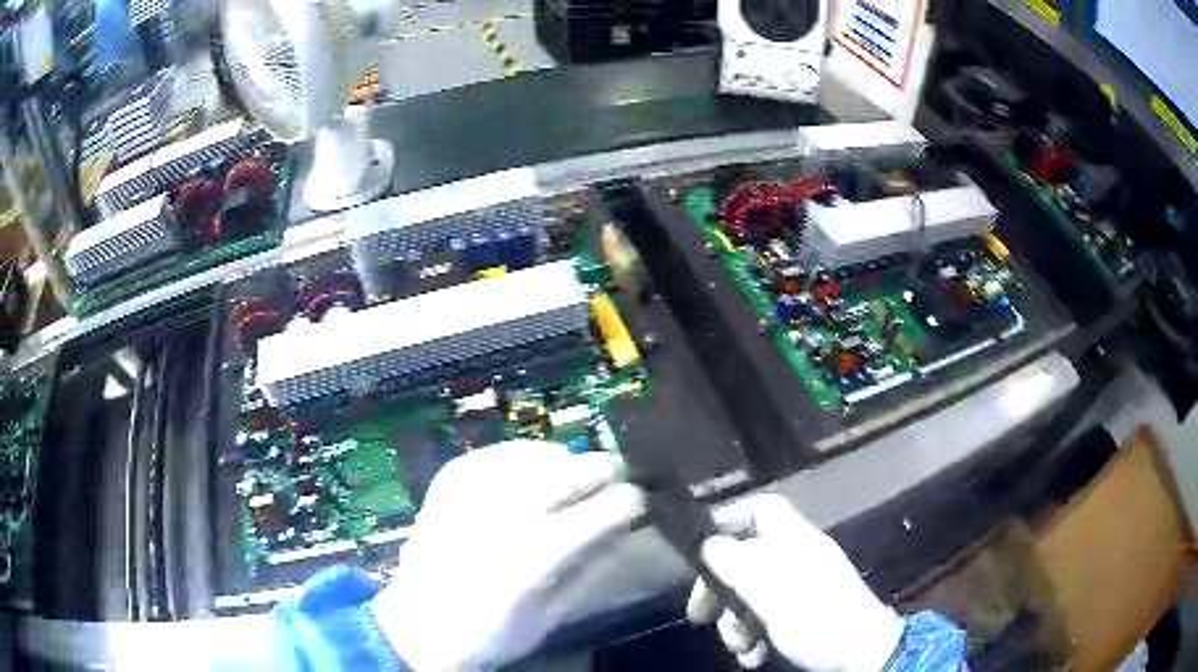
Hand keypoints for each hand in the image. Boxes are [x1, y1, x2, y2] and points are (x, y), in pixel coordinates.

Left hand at [372, 440, 645, 669]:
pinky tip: (534, 463)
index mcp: (532, 558)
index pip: (596, 513)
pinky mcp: (448, 482)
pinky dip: (523, 454)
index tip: (639, 500)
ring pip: (533, 455)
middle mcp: (503, 516)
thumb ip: (588, 571)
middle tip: (616, 474)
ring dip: (565, 459)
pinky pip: (495, 453)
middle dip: (603, 469)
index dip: (627, 502)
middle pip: (567, 474)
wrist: (415, 626)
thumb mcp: (549, 617)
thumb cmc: (487, 635)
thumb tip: (623, 532)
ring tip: (577, 469)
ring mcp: (471, 493)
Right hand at [686, 494, 902, 671]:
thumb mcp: (772, 591)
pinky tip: (754, 657)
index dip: (728, 521)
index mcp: (794, 541)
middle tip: (701, 616)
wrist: (862, 654)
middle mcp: (797, 558)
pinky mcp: (805, 615)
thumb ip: (738, 563)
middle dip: (720, 589)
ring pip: (751, 594)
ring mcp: (802, 588)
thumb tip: (709, 543)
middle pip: (746, 557)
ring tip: (740, 648)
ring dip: (735, 622)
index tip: (700, 553)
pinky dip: (754, 636)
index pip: (760, 509)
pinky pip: (767, 617)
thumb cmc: (817, 617)